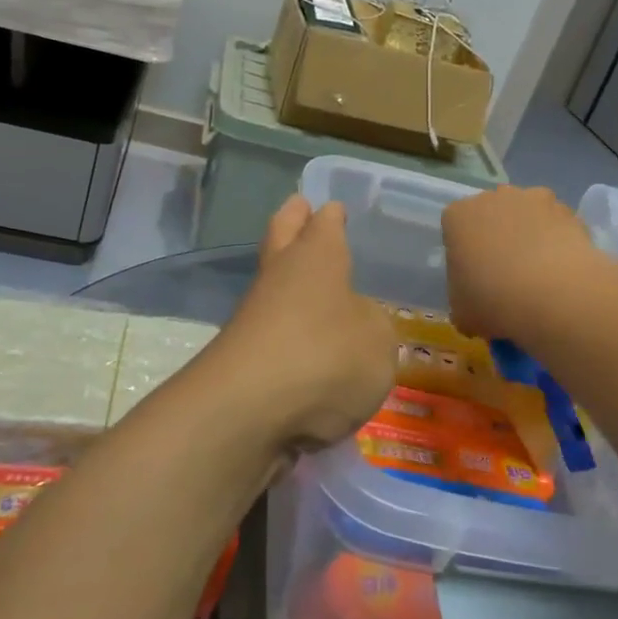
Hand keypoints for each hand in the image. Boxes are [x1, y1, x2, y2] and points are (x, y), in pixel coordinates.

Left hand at [205, 195, 397, 453]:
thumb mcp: (378, 340)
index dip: (331, 215)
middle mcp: (281, 277)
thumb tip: (354, 321)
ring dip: (287, 281)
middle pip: (281, 237)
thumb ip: (372, 326)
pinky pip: (268, 333)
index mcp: (316, 257)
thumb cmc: (326, 356)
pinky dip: (284, 332)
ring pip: (272, 285)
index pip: (324, 224)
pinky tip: (304, 346)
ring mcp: (253, 317)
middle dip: (292, 221)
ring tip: (311, 284)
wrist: (247, 411)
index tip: (333, 207)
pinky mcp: (239, 359)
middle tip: (299, 206)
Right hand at [441, 186, 603, 344]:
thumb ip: (463, 300)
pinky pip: (556, 223)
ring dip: (529, 233)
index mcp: (458, 216)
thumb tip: (475, 305)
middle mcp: (492, 197)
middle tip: (506, 274)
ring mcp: (531, 198)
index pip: (455, 228)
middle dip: (497, 236)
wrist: (552, 294)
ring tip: (539, 272)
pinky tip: (562, 269)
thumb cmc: (493, 300)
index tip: (474, 277)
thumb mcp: (462, 312)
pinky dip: (558, 239)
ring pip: (526, 214)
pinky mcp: (566, 209)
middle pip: (491, 214)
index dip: (465, 253)